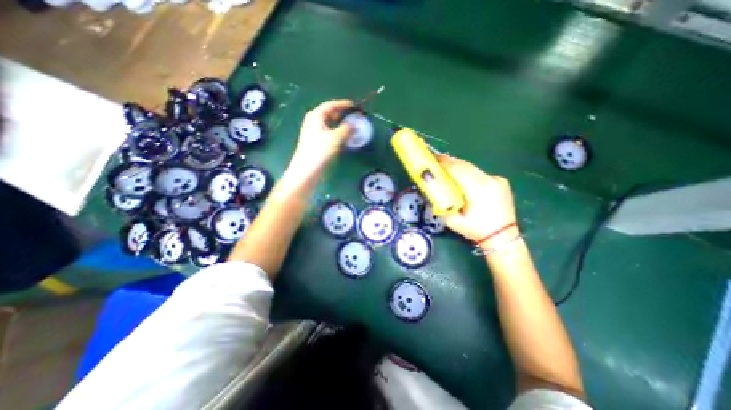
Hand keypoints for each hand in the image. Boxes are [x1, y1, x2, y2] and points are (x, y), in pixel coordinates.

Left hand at [289, 101, 353, 173]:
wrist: (306, 168)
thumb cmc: (320, 150)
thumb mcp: (336, 138)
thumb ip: (346, 129)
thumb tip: (353, 124)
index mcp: (316, 115)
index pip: (331, 105)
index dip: (343, 104)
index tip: (354, 106)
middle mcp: (312, 120)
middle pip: (328, 112)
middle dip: (341, 113)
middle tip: (352, 116)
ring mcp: (312, 130)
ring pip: (327, 122)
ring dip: (338, 122)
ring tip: (349, 126)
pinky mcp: (313, 140)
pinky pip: (326, 130)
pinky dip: (335, 130)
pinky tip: (341, 136)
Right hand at [435, 155, 516, 248]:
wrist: (502, 236)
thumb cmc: (476, 230)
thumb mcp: (453, 222)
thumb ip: (441, 205)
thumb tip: (431, 192)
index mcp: (479, 190)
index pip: (458, 170)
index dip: (444, 164)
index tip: (432, 160)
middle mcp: (490, 180)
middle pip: (465, 165)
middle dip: (449, 161)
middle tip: (435, 160)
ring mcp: (497, 179)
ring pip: (472, 167)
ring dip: (457, 165)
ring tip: (445, 165)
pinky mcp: (500, 180)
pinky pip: (479, 172)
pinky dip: (467, 171)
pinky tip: (460, 174)